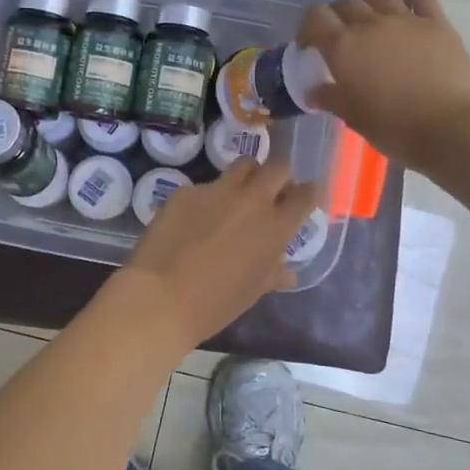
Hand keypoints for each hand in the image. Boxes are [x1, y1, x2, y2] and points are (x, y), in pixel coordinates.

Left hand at [115, 159, 320, 348]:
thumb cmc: (214, 305)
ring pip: (243, 165)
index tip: (304, 197)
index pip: (305, 195)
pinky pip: (205, 186)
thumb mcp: (251, 292)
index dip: (309, 193)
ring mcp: (217, 191)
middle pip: (277, 168)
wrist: (161, 297)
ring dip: (248, 175)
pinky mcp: (186, 191)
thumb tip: (287, 273)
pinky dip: (208, 198)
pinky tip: (195, 219)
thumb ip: (272, 274)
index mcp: (275, 228)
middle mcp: (251, 201)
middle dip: (279, 177)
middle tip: (271, 193)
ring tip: (238, 194)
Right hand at [298, 0, 469, 166]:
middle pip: (345, 2)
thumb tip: (314, 90)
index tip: (310, 46)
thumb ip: (331, 98)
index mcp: (343, 47)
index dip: (308, 27)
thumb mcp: (353, 118)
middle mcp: (369, 24)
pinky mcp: (435, 21)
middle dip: (337, 15)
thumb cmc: (394, 127)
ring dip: (369, 1)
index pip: (315, 17)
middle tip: (341, 37)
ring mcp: (405, 19)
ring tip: (371, 18)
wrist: (451, 127)